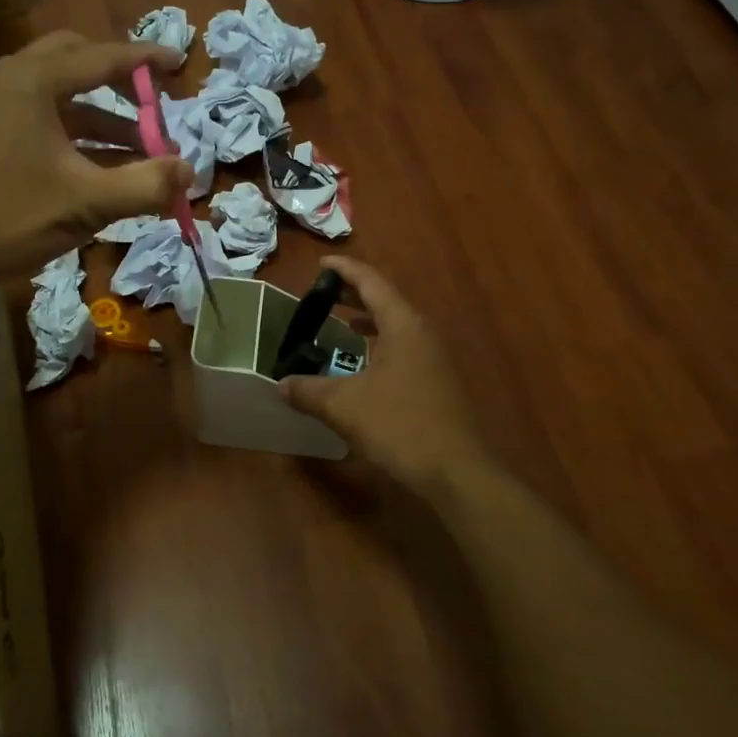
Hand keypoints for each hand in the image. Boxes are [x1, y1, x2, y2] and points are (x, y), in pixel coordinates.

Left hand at [0, 31, 190, 301]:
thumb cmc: (6, 219)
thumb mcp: (86, 203)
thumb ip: (145, 184)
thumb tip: (190, 171)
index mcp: (32, 81)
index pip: (102, 57)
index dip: (146, 60)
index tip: (179, 62)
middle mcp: (6, 79)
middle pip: (73, 61)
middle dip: (116, 81)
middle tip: (150, 103)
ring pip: (55, 95)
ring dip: (98, 116)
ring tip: (137, 151)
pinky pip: (36, 117)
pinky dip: (70, 133)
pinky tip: (95, 167)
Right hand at [279, 258, 488, 494]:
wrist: (457, 472)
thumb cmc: (400, 426)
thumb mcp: (344, 406)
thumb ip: (308, 391)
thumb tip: (281, 385)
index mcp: (403, 325)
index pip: (371, 283)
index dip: (345, 270)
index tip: (321, 264)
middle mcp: (422, 333)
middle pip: (386, 301)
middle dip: (354, 294)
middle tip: (324, 292)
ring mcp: (434, 358)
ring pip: (396, 326)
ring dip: (369, 320)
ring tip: (341, 322)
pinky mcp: (437, 382)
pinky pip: (403, 348)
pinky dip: (380, 344)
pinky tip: (364, 364)